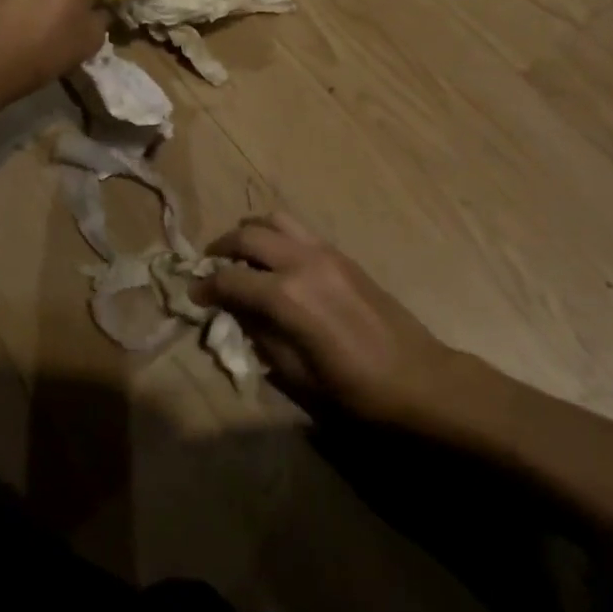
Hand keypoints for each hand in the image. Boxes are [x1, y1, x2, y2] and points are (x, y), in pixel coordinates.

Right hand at [193, 213, 461, 424]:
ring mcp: (324, 252)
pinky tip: (276, 262)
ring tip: (241, 255)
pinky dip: (276, 236)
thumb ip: (261, 337)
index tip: (193, 295)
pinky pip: (298, 230)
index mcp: (287, 297)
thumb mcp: (297, 376)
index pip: (230, 279)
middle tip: (211, 267)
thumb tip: (236, 313)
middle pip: (248, 236)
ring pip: (274, 220)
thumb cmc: (356, 391)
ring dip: (250, 233)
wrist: (419, 379)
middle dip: (222, 248)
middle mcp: (302, 262)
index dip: (206, 287)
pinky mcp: (341, 254)